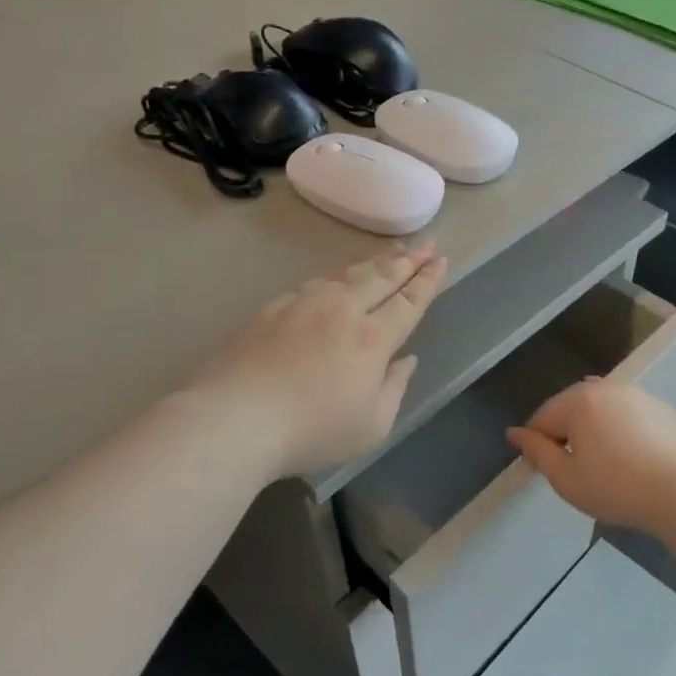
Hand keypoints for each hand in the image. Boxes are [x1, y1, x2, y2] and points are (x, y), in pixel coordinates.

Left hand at [194, 243, 447, 479]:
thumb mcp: (371, 426)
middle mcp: (342, 311)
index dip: (427, 281)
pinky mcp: (272, 308)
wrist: (235, 419)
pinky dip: (337, 273)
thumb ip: (394, 388)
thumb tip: (406, 360)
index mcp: (372, 340)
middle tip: (426, 243)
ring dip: (374, 260)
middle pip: (381, 277)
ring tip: (392, 249)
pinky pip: (316, 282)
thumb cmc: (311, 431)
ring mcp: (304, 304)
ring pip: (347, 273)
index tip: (440, 261)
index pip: (408, 302)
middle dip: (408, 260)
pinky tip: (338, 275)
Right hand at [506, 378, 675, 532]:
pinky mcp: (662, 409)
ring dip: (594, 430)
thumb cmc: (616, 488)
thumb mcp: (565, 477)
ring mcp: (638, 395)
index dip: (537, 444)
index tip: (546, 470)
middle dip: (566, 433)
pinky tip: (632, 459)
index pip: (542, 418)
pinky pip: (628, 415)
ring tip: (604, 464)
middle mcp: (607, 388)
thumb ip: (536, 452)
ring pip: (602, 409)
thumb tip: (514, 433)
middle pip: (571, 408)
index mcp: (579, 401)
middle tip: (575, 470)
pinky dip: (621, 431)